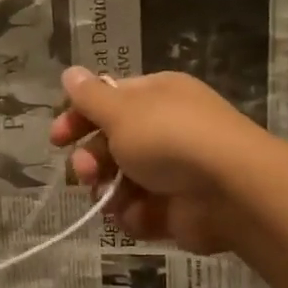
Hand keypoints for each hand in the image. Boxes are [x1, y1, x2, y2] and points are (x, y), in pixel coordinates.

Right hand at [49, 67, 266, 254]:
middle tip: (87, 172)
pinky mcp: (176, 208)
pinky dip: (134, 215)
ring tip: (111, 199)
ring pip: (121, 182)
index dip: (79, 118)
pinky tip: (137, 215)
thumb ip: (90, 97)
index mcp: (156, 97)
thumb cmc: (171, 138)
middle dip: (91, 160)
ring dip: (108, 191)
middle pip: (111, 144)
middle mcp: (164, 130)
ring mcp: (172, 171)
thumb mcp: (122, 110)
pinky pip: (141, 211)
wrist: (231, 191)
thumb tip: (70, 72)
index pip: (107, 102)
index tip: (57, 138)